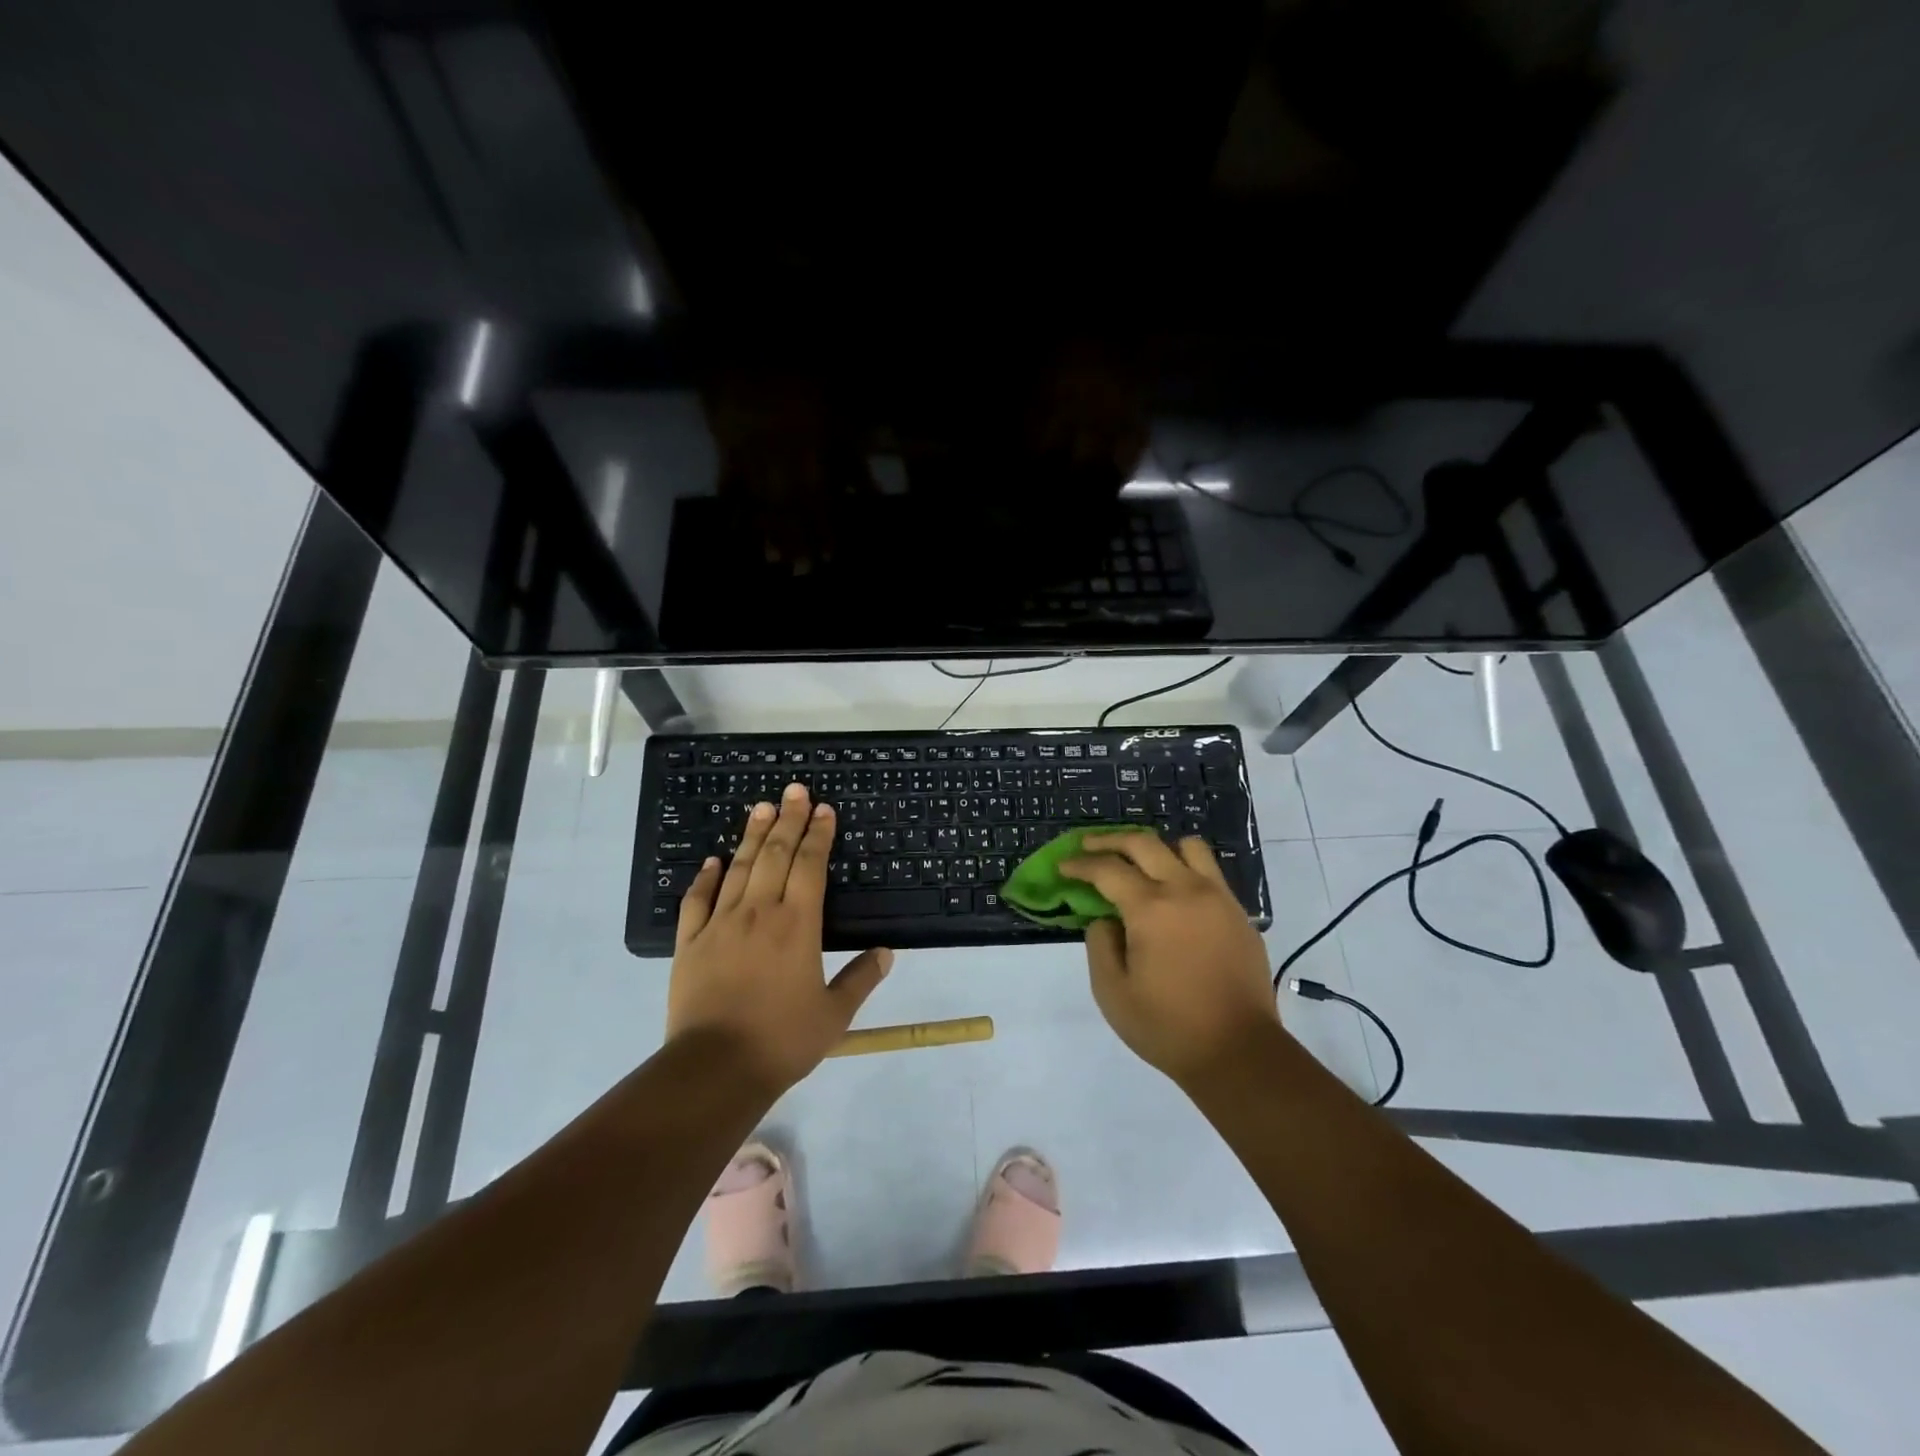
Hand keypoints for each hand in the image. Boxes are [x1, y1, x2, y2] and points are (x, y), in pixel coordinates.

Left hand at [667, 783, 892, 1095]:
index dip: (818, 834)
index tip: (823, 809)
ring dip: (752, 836)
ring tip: (760, 807)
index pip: (810, 866)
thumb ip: (860, 979)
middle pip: (775, 855)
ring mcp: (720, 924)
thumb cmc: (782, 1041)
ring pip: (739, 868)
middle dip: (788, 820)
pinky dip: (706, 877)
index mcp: (798, 925)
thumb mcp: (834, 1014)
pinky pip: (697, 900)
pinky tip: (713, 860)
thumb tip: (887, 953)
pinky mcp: (690, 942)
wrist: (715, 1068)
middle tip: (794, 790)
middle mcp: (759, 912)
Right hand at [1061, 832, 1283, 1088]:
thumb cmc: (1168, 1027)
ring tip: (1140, 862)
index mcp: (1151, 909)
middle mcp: (1185, 890)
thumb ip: (1100, 944)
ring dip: (1156, 847)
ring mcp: (1218, 898)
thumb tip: (1106, 919)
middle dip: (1109, 840)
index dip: (1080, 864)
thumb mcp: (1112, 992)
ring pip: (1187, 847)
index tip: (1064, 866)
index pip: (1107, 869)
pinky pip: (1210, 872)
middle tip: (1088, 846)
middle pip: (1143, 843)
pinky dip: (1185, 868)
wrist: (1240, 1052)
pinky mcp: (1239, 913)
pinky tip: (1173, 893)